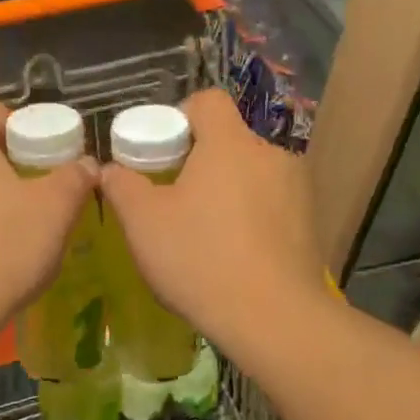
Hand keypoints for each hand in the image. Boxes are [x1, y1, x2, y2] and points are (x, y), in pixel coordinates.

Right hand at [99, 88, 328, 353]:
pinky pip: (270, 205)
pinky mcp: (309, 223)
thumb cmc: (200, 258)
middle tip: (173, 198)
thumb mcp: (143, 223)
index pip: (207, 102)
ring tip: (204, 232)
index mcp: (230, 144)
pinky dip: (250, 217)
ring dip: (227, 191)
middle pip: (228, 141)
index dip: (179, 116)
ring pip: (251, 174)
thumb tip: (110, 170)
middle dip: (200, 162)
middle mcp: (270, 155)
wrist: (273, 318)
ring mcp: (297, 189)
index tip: (160, 151)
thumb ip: (122, 186)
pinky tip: (234, 254)